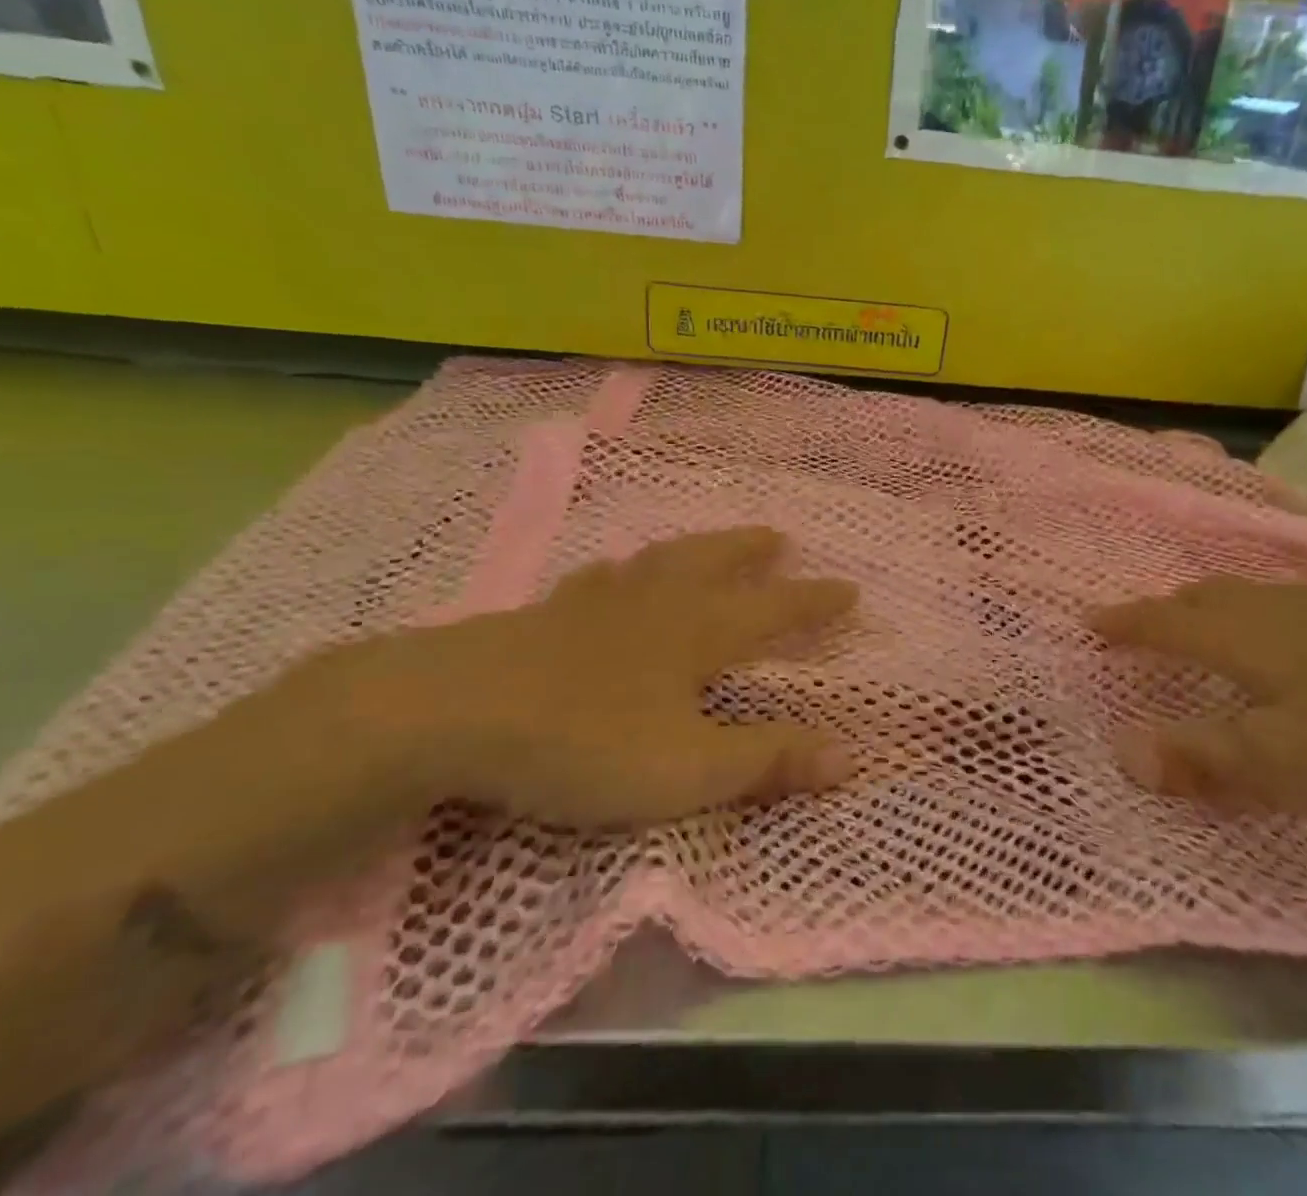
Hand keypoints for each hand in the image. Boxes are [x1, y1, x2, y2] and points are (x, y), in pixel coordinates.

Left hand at [285, 527, 858, 828]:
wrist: (457, 713)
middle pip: (715, 563)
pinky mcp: (547, 615)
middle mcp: (656, 604)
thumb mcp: (689, 769)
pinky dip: (622, 573)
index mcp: (697, 633)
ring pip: (660, 561)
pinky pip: (600, 580)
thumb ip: (768, 760)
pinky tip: (612, 575)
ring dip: (695, 549)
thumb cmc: (586, 742)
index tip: (849, 589)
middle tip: (778, 538)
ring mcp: (598, 603)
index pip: (774, 611)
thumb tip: (850, 755)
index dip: (814, 602)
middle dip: (752, 552)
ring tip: (709, 544)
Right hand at [1090, 580, 1306, 818]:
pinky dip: (1266, 614)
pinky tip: (1296, 634)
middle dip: (1165, 610)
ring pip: (1250, 597)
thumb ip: (1201, 757)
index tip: (1089, 620)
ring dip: (1215, 608)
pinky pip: (1293, 603)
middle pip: (1203, 598)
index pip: (1161, 623)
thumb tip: (1119, 751)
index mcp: (1239, 636)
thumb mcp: (1286, 761)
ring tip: (1208, 623)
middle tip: (1144, 622)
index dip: (1123, 624)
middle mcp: (1272, 606)